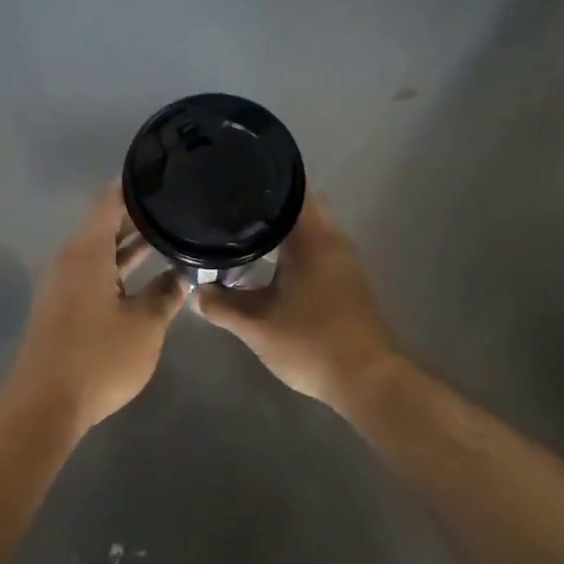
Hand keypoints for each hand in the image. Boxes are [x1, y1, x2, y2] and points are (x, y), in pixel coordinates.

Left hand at [7, 185, 187, 432]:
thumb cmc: (98, 358)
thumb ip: (167, 294)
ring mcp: (63, 285)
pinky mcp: (62, 308)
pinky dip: (118, 269)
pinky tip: (145, 277)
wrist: (44, 405)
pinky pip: (93, 274)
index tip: (164, 176)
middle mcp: (70, 260)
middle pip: (105, 225)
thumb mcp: (145, 326)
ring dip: (131, 246)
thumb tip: (182, 274)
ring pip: (101, 252)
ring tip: (170, 237)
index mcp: (87, 252)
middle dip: (139, 217)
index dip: (135, 187)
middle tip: (177, 209)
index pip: (109, 201)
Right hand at [194, 195, 400, 407]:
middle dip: (271, 206)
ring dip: (286, 228)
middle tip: (235, 210)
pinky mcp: (349, 281)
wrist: (367, 380)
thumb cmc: (310, 343)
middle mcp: (333, 241)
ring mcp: (346, 261)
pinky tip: (274, 263)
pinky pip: (320, 248)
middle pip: (302, 206)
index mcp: (312, 240)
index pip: (291, 192)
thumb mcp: (256, 327)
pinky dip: (298, 247)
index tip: (234, 183)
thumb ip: (222, 306)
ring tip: (247, 232)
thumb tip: (196, 291)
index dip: (263, 184)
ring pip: (313, 228)